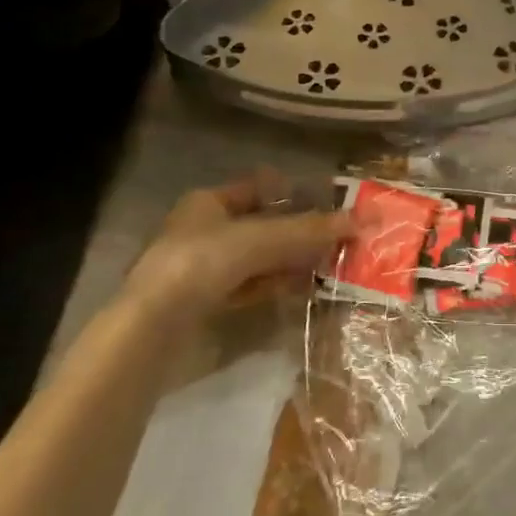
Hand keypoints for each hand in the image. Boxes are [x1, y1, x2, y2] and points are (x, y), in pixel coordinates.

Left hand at [125, 176, 353, 313]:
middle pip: (262, 225)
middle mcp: (205, 230)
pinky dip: (277, 285)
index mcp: (208, 202)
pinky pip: (251, 286)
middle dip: (299, 231)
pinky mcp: (207, 302)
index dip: (293, 192)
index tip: (328, 201)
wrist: (152, 327)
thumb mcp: (260, 240)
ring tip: (330, 263)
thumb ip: (310, 229)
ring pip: (258, 258)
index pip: (258, 188)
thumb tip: (362, 218)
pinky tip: (304, 289)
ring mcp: (204, 268)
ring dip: (291, 261)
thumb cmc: (202, 263)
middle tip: (339, 236)